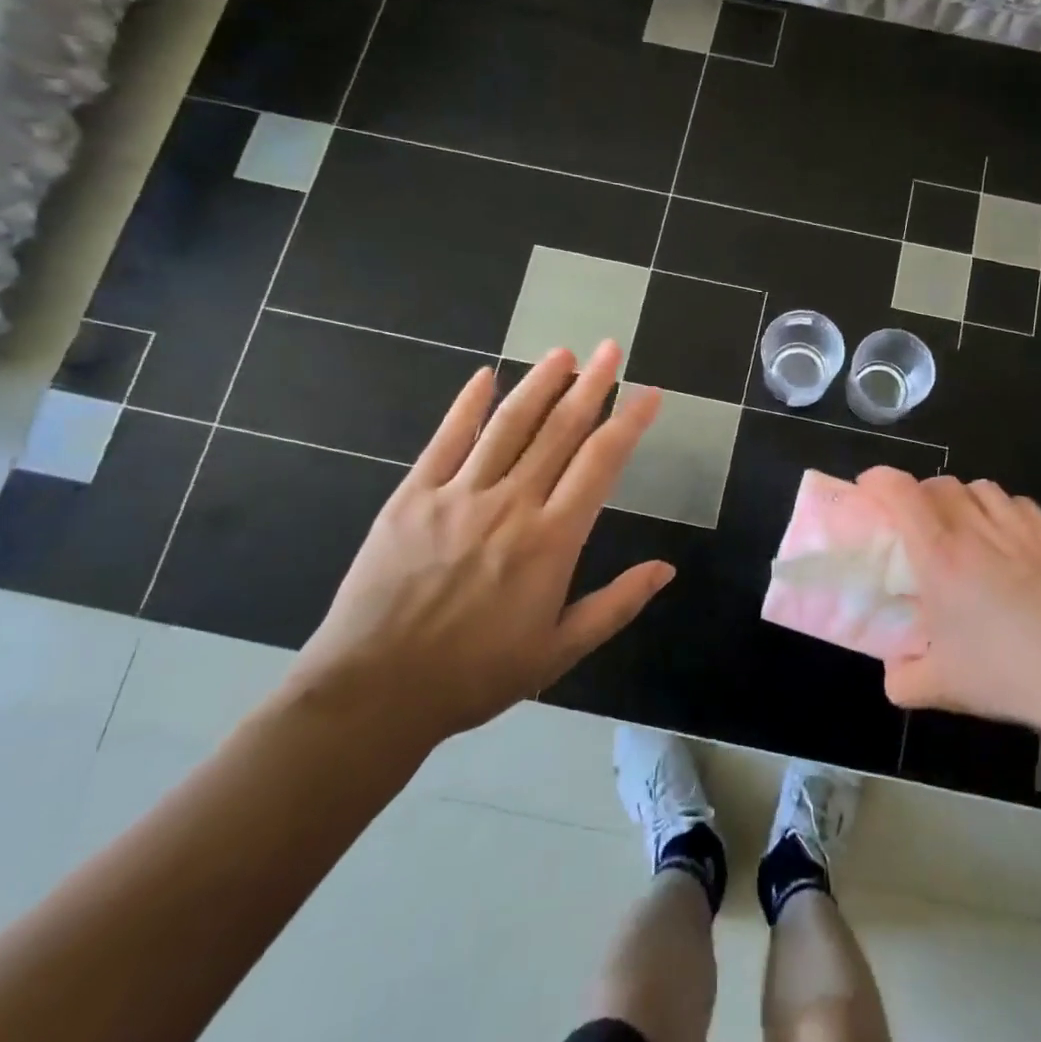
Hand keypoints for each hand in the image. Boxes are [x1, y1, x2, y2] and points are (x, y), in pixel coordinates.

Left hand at [282, 341, 672, 749]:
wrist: (374, 692)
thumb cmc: (476, 675)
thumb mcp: (559, 650)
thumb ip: (616, 604)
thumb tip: (666, 569)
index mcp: (551, 540)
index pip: (601, 463)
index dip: (629, 422)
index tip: (649, 393)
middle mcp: (510, 505)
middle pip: (558, 431)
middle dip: (590, 385)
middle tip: (609, 348)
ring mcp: (457, 496)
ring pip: (507, 426)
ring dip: (538, 384)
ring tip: (562, 352)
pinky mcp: (411, 498)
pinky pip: (445, 441)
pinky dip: (466, 406)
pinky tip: (483, 376)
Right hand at [862, 469, 1040, 734]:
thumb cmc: (1008, 674)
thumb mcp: (941, 688)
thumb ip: (902, 678)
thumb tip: (894, 669)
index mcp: (940, 555)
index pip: (900, 492)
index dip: (878, 480)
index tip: (868, 490)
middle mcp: (976, 528)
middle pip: (939, 484)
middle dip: (920, 495)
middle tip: (917, 526)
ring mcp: (1020, 526)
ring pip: (980, 488)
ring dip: (962, 501)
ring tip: (965, 531)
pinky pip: (1019, 505)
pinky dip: (1003, 513)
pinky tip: (1009, 543)